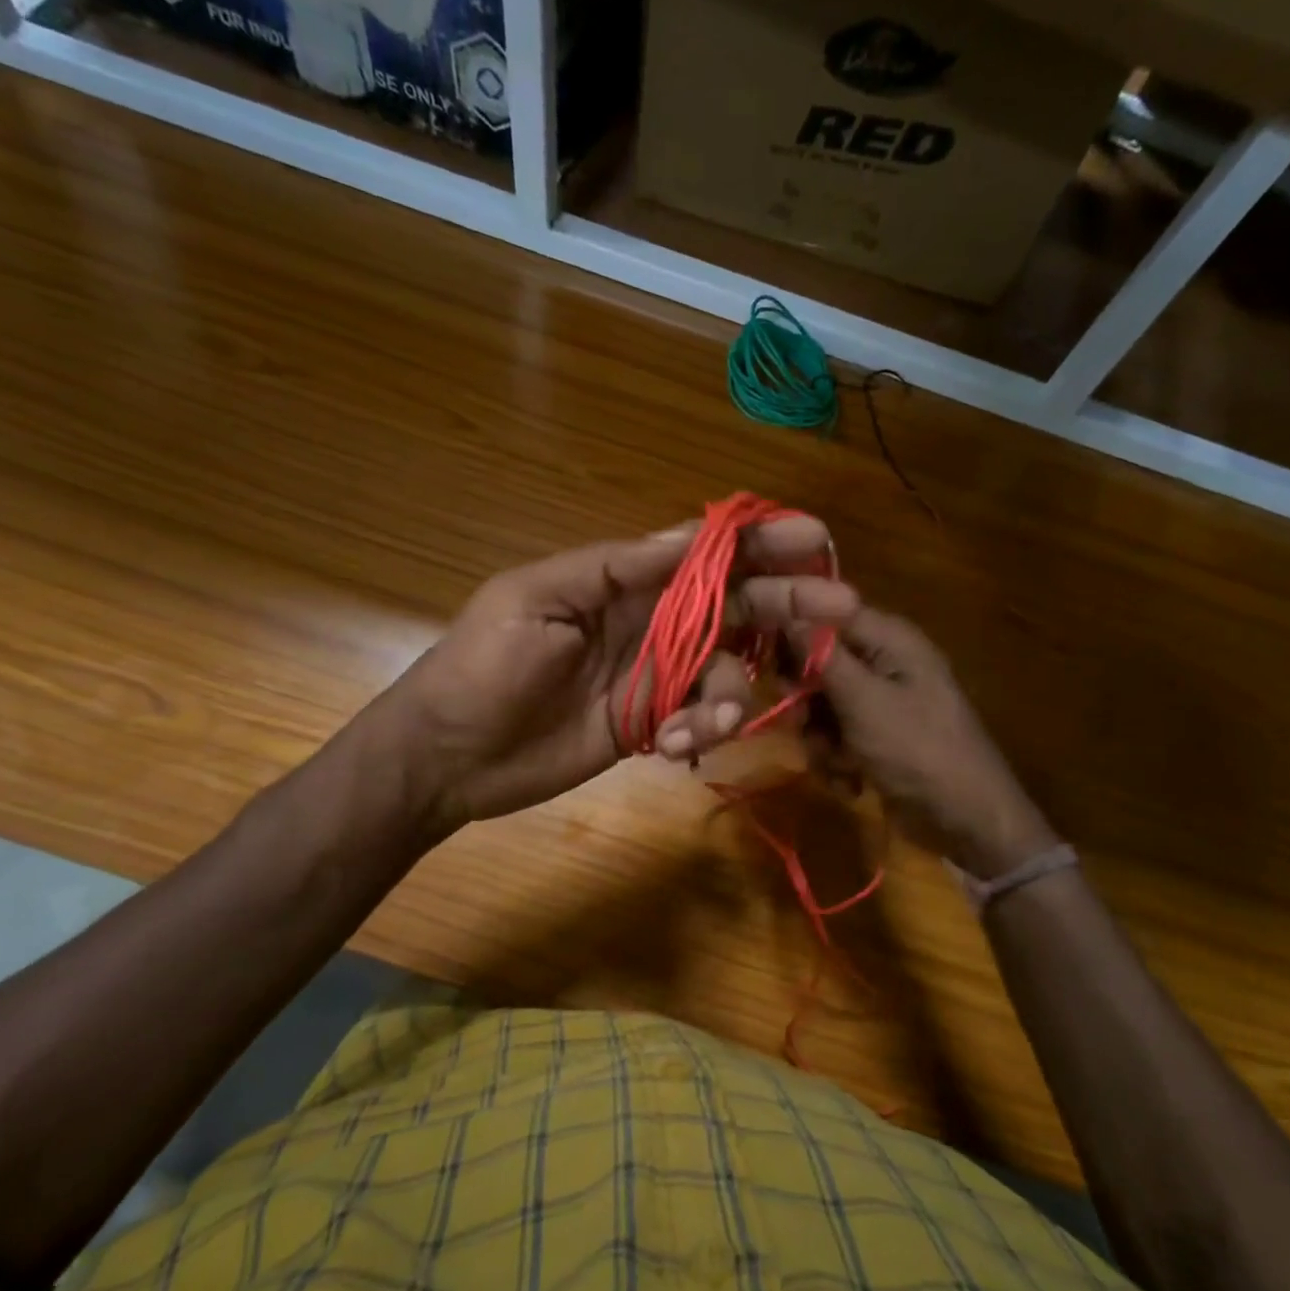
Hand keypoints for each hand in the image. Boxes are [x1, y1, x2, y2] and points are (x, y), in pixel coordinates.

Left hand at [376, 516, 831, 828]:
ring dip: (731, 694)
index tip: (813, 538)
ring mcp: (652, 676)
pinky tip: (670, 749)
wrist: (448, 755)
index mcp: (622, 581)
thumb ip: (616, 569)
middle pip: (734, 605)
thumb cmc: (483, 666)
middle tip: (841, 610)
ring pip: (725, 671)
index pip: (704, 553)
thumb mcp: (537, 599)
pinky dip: (699, 733)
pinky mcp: (648, 725)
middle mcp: (648, 622)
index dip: (759, 542)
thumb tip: (690, 535)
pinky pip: (699, 720)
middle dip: (787, 603)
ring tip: (706, 723)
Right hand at [744, 576, 1058, 877]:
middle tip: (802, 723)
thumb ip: (821, 656)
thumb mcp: (864, 702)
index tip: (761, 656)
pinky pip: (837, 734)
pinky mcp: (877, 735)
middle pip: (819, 662)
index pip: (825, 613)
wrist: (967, 821)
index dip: (790, 629)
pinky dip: (837, 758)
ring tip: (838, 764)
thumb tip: (785, 610)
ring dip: (820, 738)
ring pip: (822, 704)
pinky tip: (851, 781)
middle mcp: (885, 662)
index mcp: (889, 640)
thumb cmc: (919, 750)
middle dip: (806, 699)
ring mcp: (882, 701)